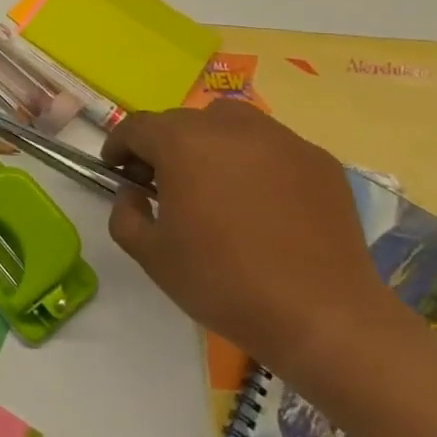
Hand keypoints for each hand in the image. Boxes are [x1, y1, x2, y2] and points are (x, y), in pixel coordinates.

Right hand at [102, 100, 401, 379]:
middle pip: (182, 121)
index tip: (114, 169)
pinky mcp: (319, 161)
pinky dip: (253, 160)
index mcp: (183, 144)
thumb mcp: (150, 254)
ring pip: (229, 122)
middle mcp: (231, 127)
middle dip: (161, 145)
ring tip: (211, 182)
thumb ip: (125, 213)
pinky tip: (258, 201)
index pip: (137, 127)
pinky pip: (271, 146)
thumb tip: (134, 192)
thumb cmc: (223, 281)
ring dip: (208, 142)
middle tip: (159, 183)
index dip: (118, 145)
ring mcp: (281, 140)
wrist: (322, 315)